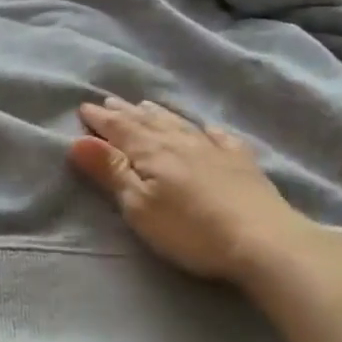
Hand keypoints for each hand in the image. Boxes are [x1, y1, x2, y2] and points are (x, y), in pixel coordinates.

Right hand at [70, 96, 341, 297]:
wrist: (263, 240)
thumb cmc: (190, 229)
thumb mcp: (139, 205)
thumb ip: (110, 171)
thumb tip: (78, 140)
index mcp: (151, 151)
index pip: (119, 128)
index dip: (100, 119)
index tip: (84, 107)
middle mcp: (179, 141)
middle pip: (147, 121)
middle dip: (125, 112)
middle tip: (110, 101)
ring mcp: (213, 149)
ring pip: (179, 123)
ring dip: (158, 114)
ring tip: (145, 105)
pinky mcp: (241, 163)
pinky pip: (220, 137)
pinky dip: (207, 130)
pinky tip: (207, 128)